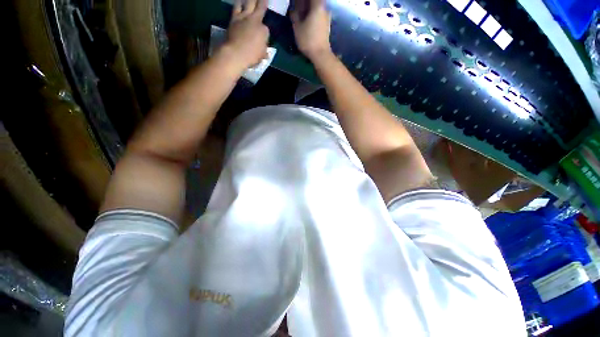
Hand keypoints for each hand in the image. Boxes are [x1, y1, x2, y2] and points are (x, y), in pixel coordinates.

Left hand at [223, 0, 269, 69]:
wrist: (236, 53)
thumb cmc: (251, 57)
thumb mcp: (261, 56)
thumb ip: (263, 51)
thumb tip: (266, 53)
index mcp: (264, 31)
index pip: (266, 29)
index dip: (264, 33)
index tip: (262, 38)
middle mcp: (255, 20)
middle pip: (260, 7)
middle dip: (263, 2)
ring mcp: (244, 17)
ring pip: (249, 2)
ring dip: (252, 0)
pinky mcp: (234, 17)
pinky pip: (237, 6)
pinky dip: (239, 3)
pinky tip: (239, 1)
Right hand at [291, 0, 331, 60]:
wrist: (320, 54)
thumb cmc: (308, 40)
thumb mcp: (297, 28)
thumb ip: (294, 16)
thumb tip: (293, 10)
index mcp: (318, 5)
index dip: (302, 0)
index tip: (297, 2)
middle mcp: (324, 9)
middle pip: (315, 1)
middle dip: (306, 3)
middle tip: (298, 7)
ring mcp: (327, 17)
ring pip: (318, 7)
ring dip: (310, 8)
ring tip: (301, 13)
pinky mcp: (326, 25)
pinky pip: (319, 14)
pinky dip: (313, 14)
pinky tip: (307, 20)